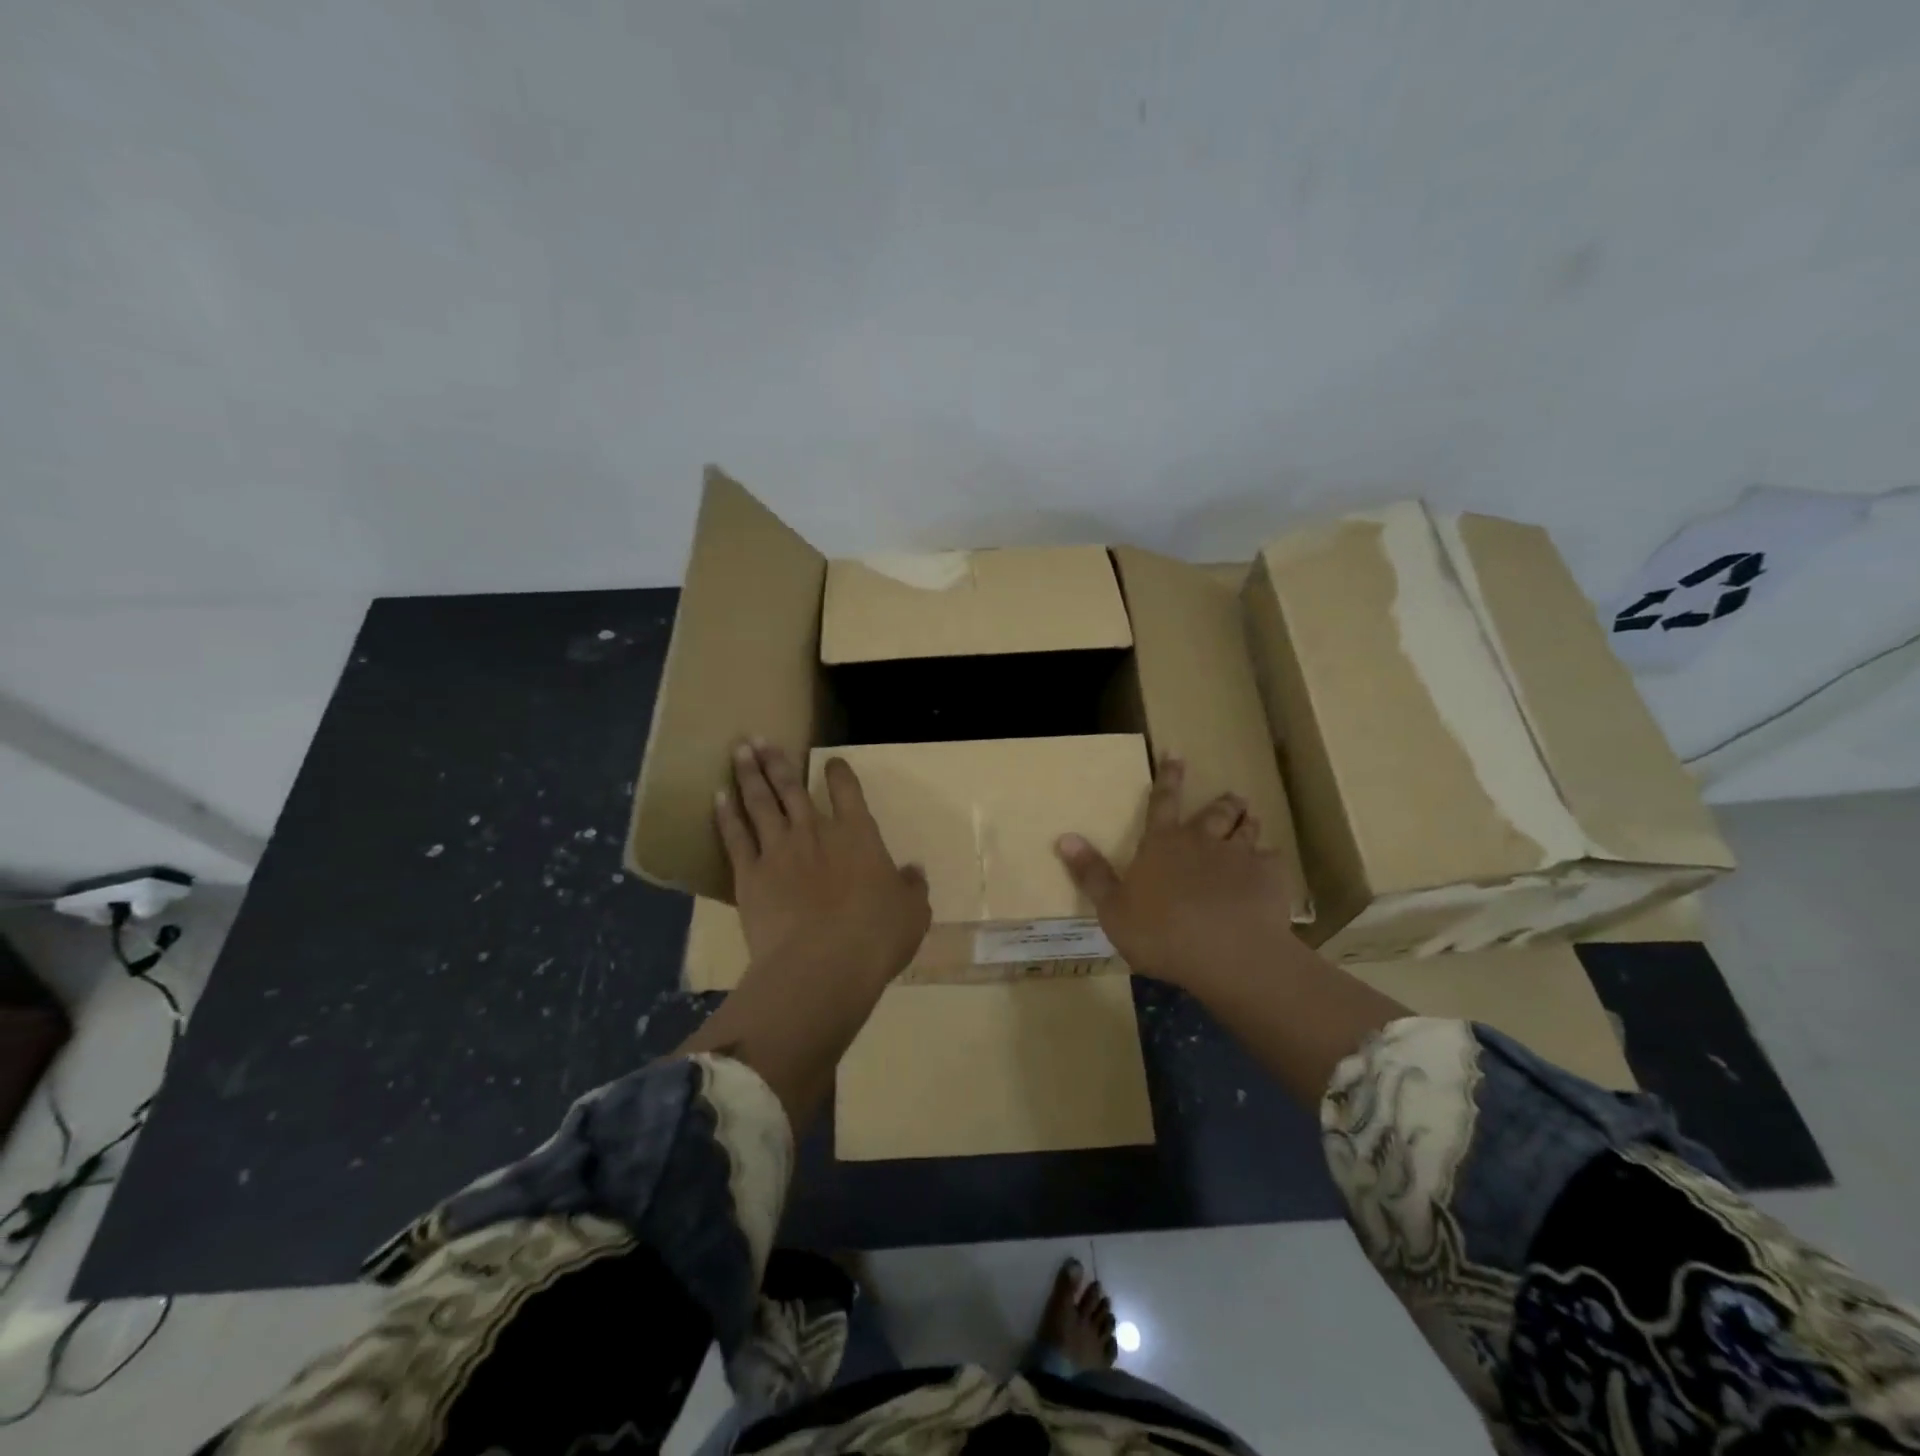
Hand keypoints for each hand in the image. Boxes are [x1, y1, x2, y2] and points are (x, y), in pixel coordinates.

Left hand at [716, 741, 930, 988]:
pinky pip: (736, 837)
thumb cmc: (875, 936)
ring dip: (750, 775)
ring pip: (761, 803)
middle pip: (793, 787)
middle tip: (760, 739)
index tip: (832, 762)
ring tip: (739, 751)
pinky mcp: (750, 875)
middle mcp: (815, 832)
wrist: (822, 964)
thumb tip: (913, 873)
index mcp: (858, 835)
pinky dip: (726, 815)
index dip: (840, 773)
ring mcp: (778, 850)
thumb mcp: (912, 913)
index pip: (848, 791)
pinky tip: (718, 797)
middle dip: (777, 761)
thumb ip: (912, 888)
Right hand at [1055, 756, 1297, 996]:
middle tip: (1232, 795)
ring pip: (1246, 830)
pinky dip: (1270, 859)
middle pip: (1214, 813)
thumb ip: (1091, 873)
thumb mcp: (1112, 908)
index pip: (1162, 801)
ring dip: (1247, 823)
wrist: (1226, 953)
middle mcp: (1201, 841)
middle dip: (1222, 802)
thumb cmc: (1160, 933)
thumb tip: (1064, 837)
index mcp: (1162, 844)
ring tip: (1253, 818)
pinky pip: (1272, 860)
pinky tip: (1272, 865)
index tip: (1176, 753)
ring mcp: (1238, 857)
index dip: (1168, 777)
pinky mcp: (1268, 878)